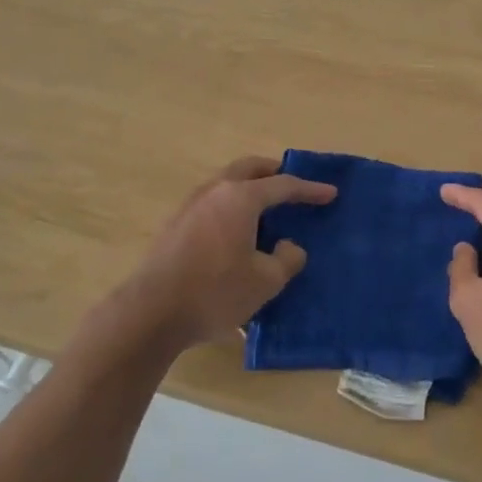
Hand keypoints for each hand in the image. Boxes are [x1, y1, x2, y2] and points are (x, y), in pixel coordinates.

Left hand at [125, 157, 336, 349]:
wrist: (150, 313)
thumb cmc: (215, 292)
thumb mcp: (266, 281)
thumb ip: (287, 258)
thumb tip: (289, 246)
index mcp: (241, 198)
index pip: (283, 185)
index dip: (310, 190)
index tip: (330, 193)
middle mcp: (215, 191)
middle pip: (249, 169)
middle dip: (273, 171)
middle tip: (292, 183)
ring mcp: (190, 206)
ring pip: (226, 183)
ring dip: (249, 186)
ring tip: (265, 206)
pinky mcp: (174, 225)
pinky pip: (212, 202)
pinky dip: (231, 204)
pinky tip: (236, 228)